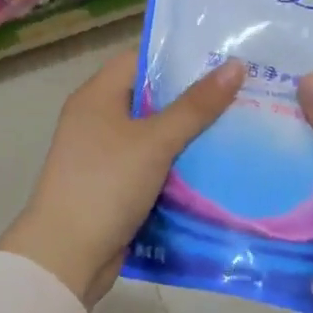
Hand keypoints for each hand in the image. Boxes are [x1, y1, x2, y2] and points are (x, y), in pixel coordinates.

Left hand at [0, 49, 244, 307]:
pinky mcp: (116, 187)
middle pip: (152, 98)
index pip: (140, 60)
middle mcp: (98, 120)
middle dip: (194, 98)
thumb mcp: (154, 141)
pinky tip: (218, 166)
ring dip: (191, 135)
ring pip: (156, 135)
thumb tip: (235, 65)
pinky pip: (154, 166)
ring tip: (241, 125)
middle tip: (244, 92)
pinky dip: (180, 166)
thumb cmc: (106, 184)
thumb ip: (195, 106)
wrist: (67, 254)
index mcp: (96, 97)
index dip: (179, 57)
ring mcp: (106, 156)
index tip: (222, 58)